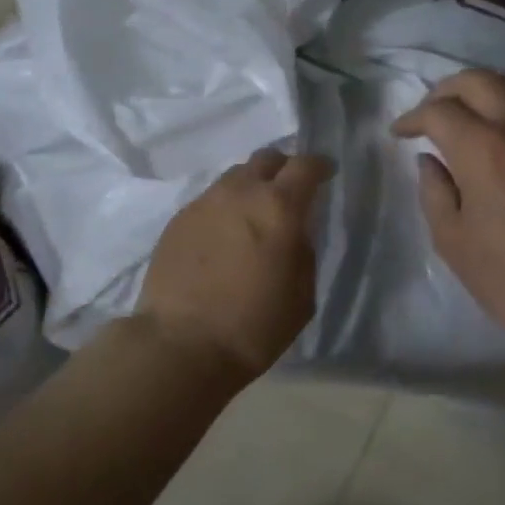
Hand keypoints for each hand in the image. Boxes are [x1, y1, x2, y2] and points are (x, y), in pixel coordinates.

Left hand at [137, 149, 334, 381]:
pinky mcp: (178, 219)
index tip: (326, 174)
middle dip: (283, 169)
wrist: (181, 345)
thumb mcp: (302, 295)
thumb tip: (296, 232)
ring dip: (250, 188)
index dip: (320, 166)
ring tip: (252, 215)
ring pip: (235, 177)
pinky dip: (224, 209)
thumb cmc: (254, 326)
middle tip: (288, 192)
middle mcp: (240, 192)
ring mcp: (204, 202)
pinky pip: (210, 200)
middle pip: (266, 159)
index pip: (305, 166)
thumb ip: (304, 251)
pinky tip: (223, 236)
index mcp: (278, 207)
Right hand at [392, 70, 504, 350]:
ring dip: (483, 87)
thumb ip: (434, 191)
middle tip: (429, 114)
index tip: (400, 133)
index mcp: (480, 148)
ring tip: (469, 110)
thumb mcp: (452, 239)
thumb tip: (430, 162)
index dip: (412, 118)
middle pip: (476, 80)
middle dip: (444, 91)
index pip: (438, 111)